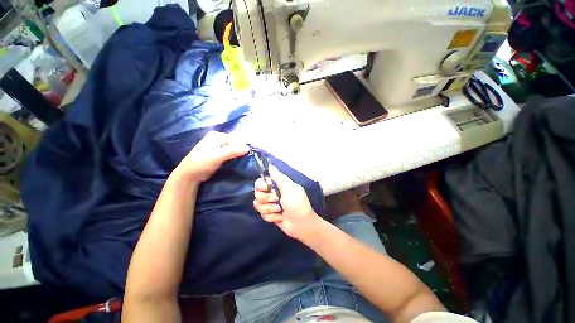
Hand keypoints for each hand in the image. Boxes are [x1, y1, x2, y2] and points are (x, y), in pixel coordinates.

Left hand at [175, 131, 248, 181]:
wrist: (189, 175)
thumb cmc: (200, 164)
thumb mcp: (216, 157)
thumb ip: (231, 151)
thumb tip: (248, 148)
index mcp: (217, 135)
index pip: (236, 139)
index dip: (243, 147)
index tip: (249, 155)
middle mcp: (219, 138)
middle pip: (236, 143)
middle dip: (242, 150)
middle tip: (248, 159)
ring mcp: (220, 146)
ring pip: (235, 149)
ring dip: (240, 155)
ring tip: (246, 161)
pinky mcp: (220, 153)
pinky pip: (232, 153)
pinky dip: (236, 157)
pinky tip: (240, 162)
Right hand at [253, 166, 321, 240]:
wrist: (301, 224)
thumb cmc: (297, 203)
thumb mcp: (290, 187)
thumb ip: (279, 176)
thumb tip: (270, 165)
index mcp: (277, 185)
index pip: (261, 181)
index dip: (261, 185)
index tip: (266, 188)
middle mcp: (272, 193)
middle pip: (257, 193)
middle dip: (266, 198)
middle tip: (276, 200)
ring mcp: (270, 205)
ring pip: (258, 204)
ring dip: (269, 209)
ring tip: (279, 210)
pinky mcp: (270, 215)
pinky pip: (262, 214)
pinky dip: (272, 217)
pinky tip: (280, 218)